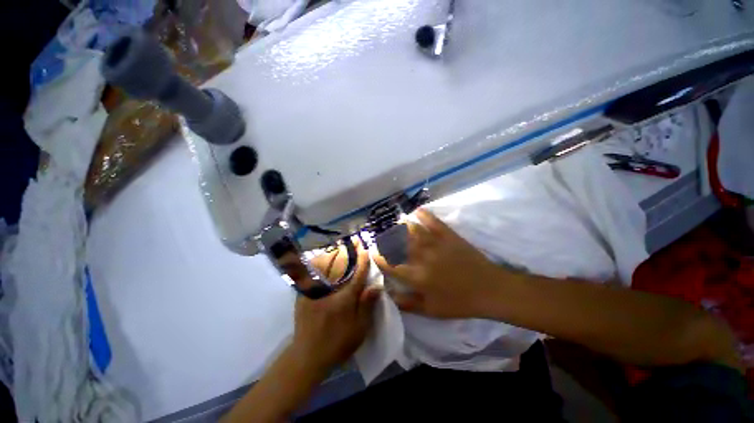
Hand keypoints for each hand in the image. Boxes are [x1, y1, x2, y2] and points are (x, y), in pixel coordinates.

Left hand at [291, 241, 380, 371]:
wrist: (307, 355)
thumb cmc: (338, 343)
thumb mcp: (359, 329)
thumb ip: (367, 305)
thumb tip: (376, 285)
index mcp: (344, 298)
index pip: (357, 275)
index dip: (363, 261)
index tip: (366, 249)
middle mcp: (329, 290)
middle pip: (340, 266)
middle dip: (348, 252)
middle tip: (353, 241)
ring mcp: (314, 291)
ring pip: (325, 267)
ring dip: (333, 254)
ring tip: (339, 244)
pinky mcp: (304, 295)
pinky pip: (313, 274)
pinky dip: (319, 264)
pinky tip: (322, 258)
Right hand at [374, 209, 507, 318]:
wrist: (489, 289)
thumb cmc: (459, 302)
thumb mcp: (431, 310)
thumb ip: (407, 304)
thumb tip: (388, 294)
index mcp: (416, 276)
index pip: (390, 264)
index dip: (378, 258)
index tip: (373, 253)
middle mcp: (421, 257)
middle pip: (397, 244)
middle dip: (385, 239)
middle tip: (381, 236)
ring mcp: (435, 243)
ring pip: (411, 230)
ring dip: (400, 225)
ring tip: (395, 224)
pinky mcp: (448, 235)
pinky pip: (432, 221)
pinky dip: (423, 214)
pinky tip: (417, 211)